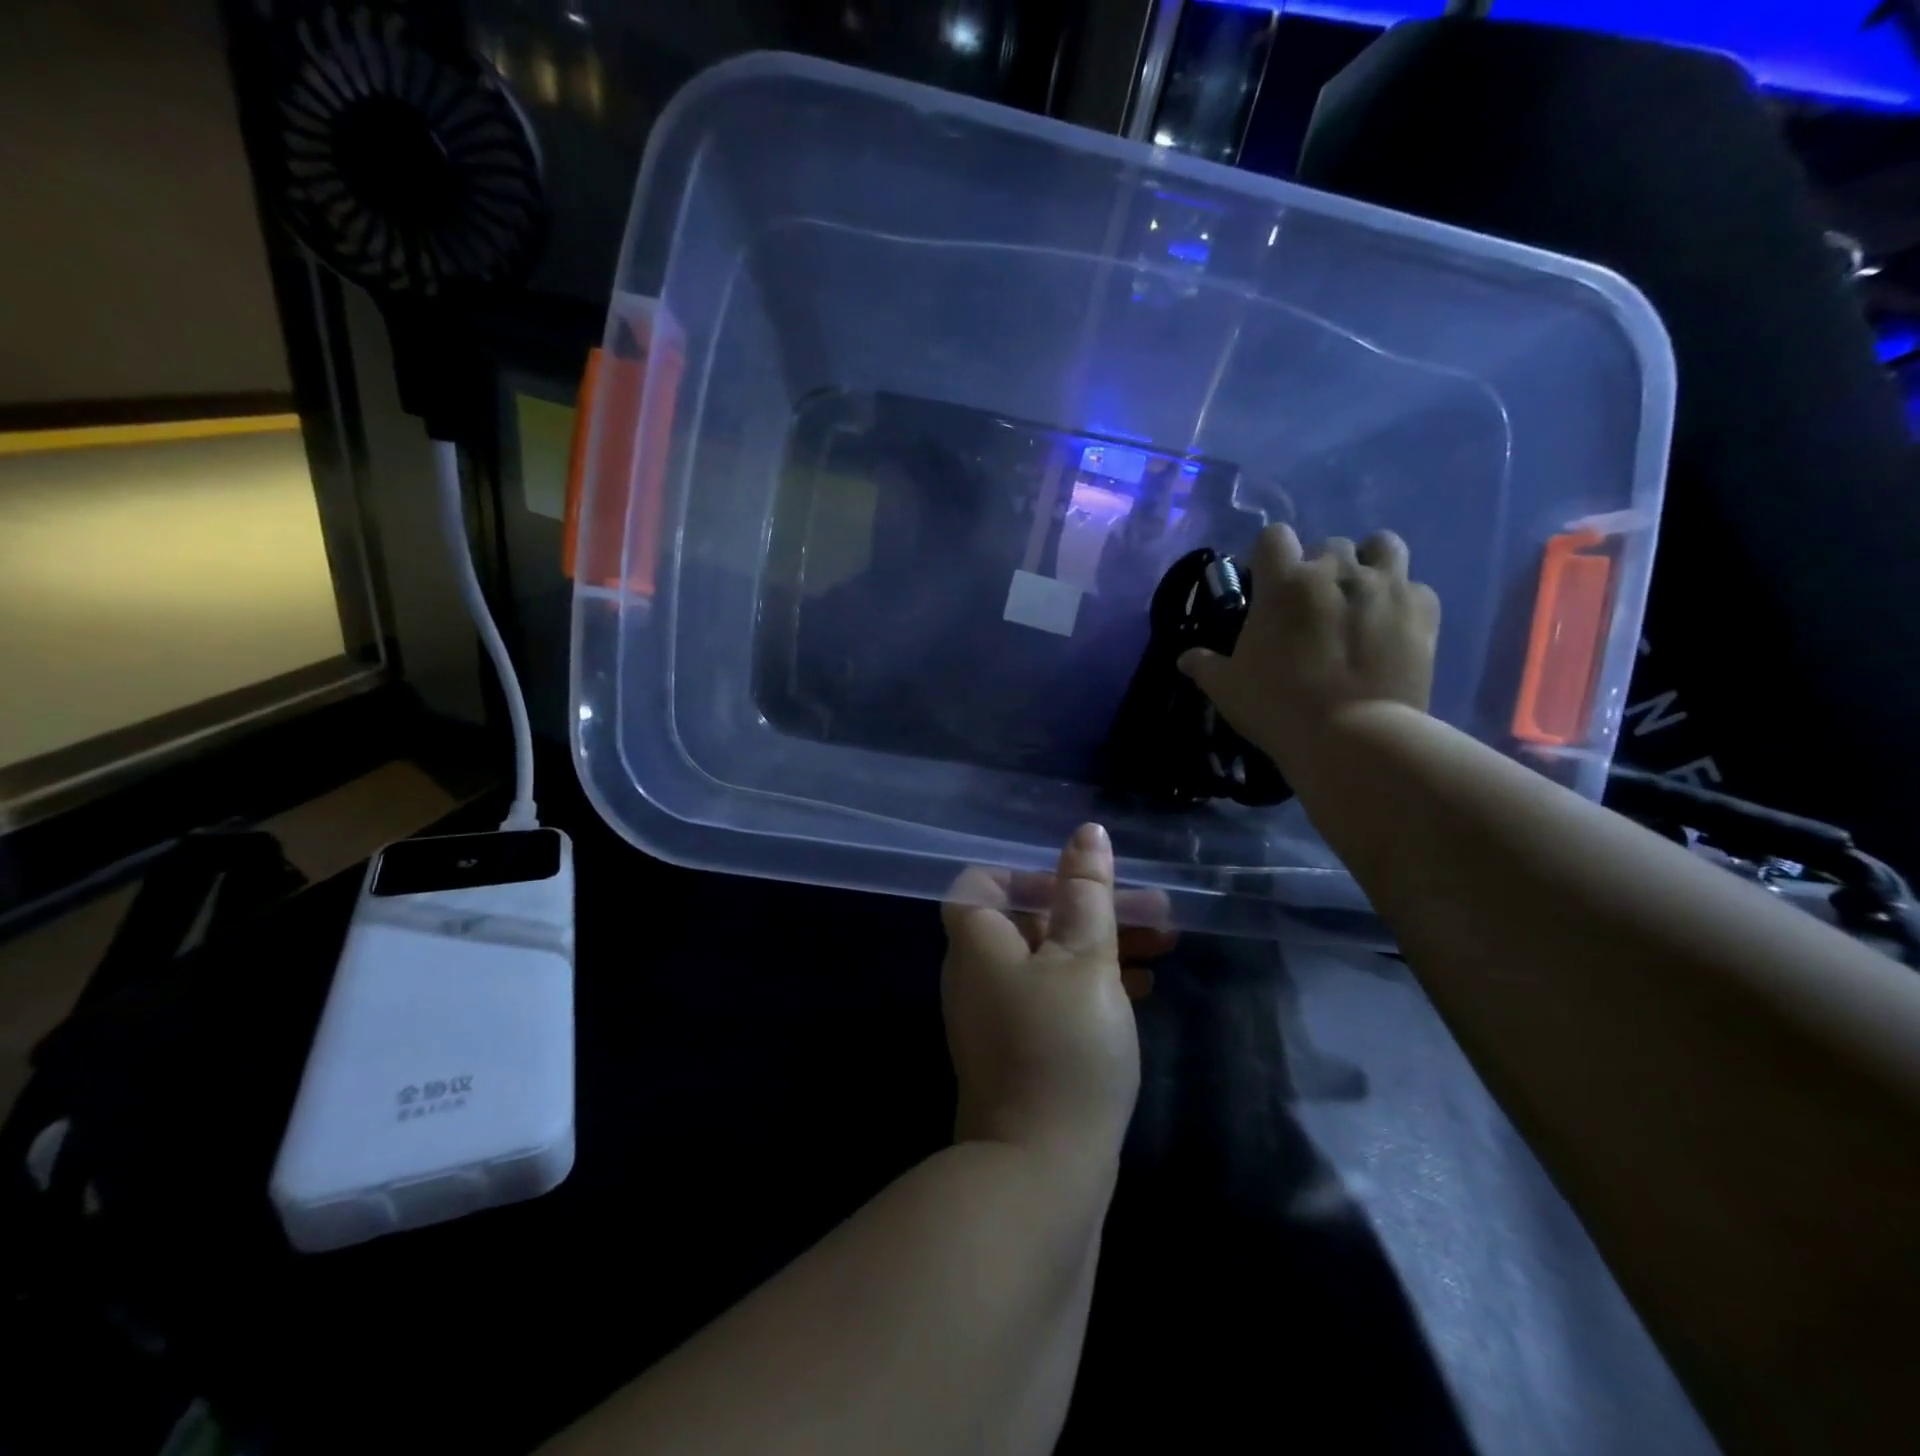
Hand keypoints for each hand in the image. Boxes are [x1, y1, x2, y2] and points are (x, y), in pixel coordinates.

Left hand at [941, 825, 1173, 1167]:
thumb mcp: (1085, 960)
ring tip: (1165, 943)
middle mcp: (977, 974)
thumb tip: (1087, 834)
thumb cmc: (1063, 1048)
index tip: (1078, 881)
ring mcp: (996, 1017)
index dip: (1026, 873)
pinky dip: (1090, 985)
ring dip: (1101, 946)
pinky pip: (1052, 998)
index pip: (980, 883)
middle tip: (1154, 910)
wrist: (1040, 1174)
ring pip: (1048, 960)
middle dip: (1090, 908)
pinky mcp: (1020, 1052)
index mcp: (978, 943)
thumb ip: (1086, 894)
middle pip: (1028, 920)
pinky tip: (1141, 991)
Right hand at [1178, 525, 1439, 776]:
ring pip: (1383, 546)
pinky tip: (1392, 625)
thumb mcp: (1227, 689)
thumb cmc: (1278, 708)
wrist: (1352, 738)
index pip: (1274, 536)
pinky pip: (1415, 587)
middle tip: (1313, 604)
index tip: (1267, 583)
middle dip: (1320, 568)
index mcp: (1284, 583)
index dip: (1269, 556)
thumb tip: (1185, 658)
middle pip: (1328, 545)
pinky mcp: (1423, 610)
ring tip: (1361, 595)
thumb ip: (1205, 666)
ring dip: (1370, 563)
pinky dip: (1403, 600)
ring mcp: (1385, 586)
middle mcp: (1336, 571)